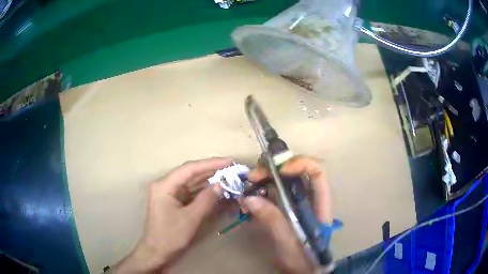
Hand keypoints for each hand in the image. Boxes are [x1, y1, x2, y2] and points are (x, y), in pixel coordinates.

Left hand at [114, 158, 231, 272]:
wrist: (157, 253)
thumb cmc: (171, 236)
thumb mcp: (191, 218)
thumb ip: (207, 199)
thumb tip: (222, 184)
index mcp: (164, 185)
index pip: (190, 169)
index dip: (211, 164)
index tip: (230, 161)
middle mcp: (165, 185)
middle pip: (190, 173)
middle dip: (211, 170)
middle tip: (231, 168)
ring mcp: (168, 193)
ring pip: (190, 182)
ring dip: (208, 180)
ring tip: (227, 176)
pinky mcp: (172, 201)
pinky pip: (189, 192)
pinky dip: (203, 191)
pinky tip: (215, 189)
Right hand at [242, 156, 332, 273]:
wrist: (301, 271)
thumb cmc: (303, 259)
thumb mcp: (289, 242)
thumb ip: (273, 221)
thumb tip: (250, 198)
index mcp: (320, 203)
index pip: (316, 172)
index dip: (299, 164)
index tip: (278, 170)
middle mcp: (309, 198)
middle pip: (296, 172)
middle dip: (274, 170)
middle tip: (252, 176)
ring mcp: (296, 203)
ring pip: (282, 182)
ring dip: (264, 180)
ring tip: (247, 187)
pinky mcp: (285, 210)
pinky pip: (272, 194)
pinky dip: (260, 193)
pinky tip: (248, 200)